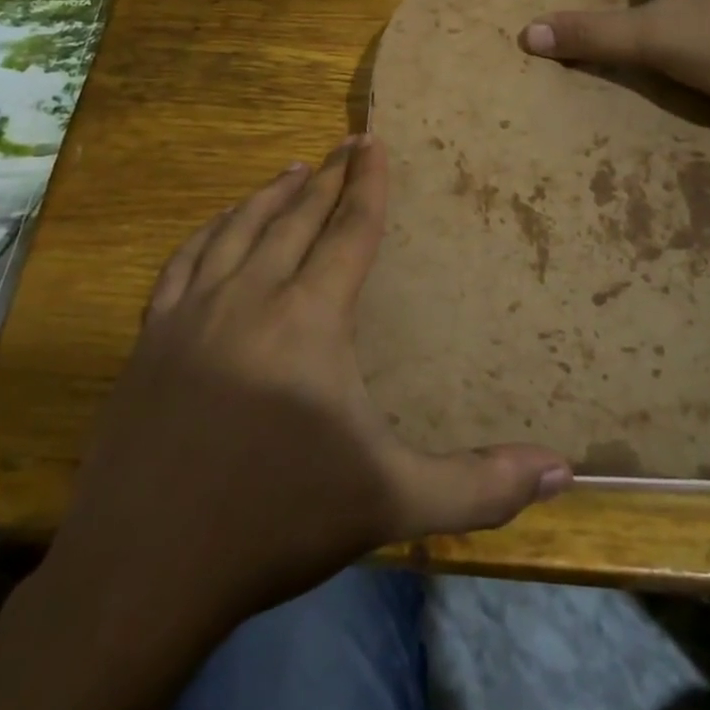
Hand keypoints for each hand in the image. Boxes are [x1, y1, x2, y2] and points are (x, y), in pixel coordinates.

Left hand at [49, 135, 571, 622]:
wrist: (145, 568)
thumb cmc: (277, 523)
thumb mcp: (390, 503)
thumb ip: (479, 485)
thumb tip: (564, 470)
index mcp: (310, 319)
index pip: (349, 231)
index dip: (368, 184)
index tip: (374, 140)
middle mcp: (252, 296)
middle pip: (296, 217)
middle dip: (327, 177)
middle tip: (345, 144)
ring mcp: (194, 312)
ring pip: (239, 229)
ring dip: (270, 194)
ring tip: (294, 169)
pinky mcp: (152, 336)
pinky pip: (185, 261)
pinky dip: (210, 231)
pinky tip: (220, 224)